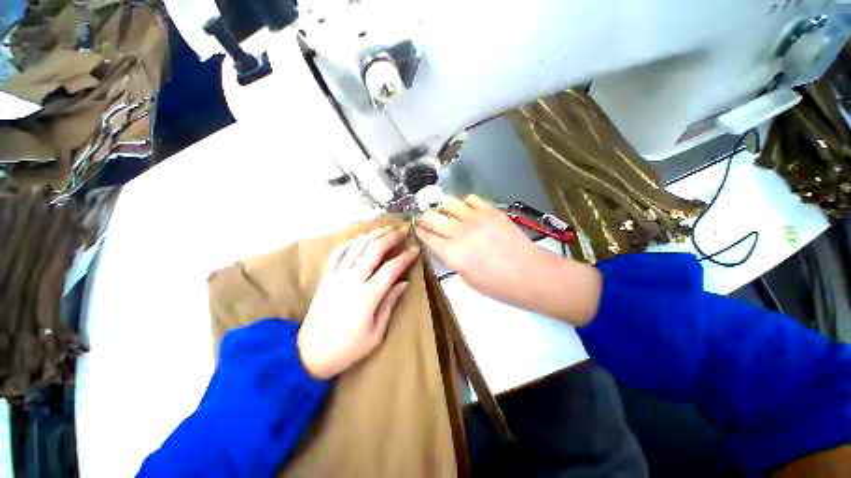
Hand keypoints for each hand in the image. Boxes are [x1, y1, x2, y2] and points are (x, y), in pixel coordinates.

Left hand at [298, 226, 419, 378]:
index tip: (415, 249)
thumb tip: (404, 282)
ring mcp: (336, 276)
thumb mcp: (376, 334)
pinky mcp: (326, 277)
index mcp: (366, 297)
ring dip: (373, 234)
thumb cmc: (347, 349)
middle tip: (403, 229)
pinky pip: (338, 253)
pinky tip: (361, 237)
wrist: (309, 354)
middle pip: (373, 250)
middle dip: (390, 237)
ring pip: (356, 247)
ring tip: (386, 227)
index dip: (405, 257)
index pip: (390, 269)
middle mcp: (351, 281)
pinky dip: (351, 242)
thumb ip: (390, 304)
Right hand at [417, 195, 600, 324]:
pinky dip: (465, 204)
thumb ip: (452, 259)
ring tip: (445, 213)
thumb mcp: (467, 278)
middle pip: (433, 217)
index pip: (427, 236)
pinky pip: (471, 199)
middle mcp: (459, 232)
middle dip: (425, 218)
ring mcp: (476, 218)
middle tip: (426, 220)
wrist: (530, 273)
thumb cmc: (497, 285)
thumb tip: (445, 246)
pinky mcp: (491, 211)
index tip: (418, 230)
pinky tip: (467, 211)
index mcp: (451, 253)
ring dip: (443, 208)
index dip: (420, 232)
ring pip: (450, 204)